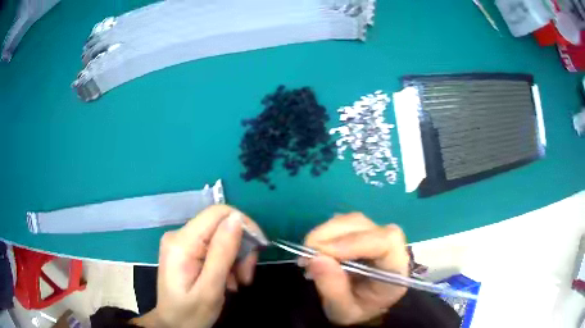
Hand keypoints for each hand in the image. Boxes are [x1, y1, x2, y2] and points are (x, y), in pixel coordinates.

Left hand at [132, 205, 262, 327]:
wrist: (173, 324)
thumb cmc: (190, 313)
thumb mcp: (210, 288)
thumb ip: (222, 252)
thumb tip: (236, 218)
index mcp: (182, 242)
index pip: (218, 213)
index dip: (243, 224)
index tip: (258, 249)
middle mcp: (179, 235)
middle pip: (221, 226)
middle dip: (240, 248)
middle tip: (246, 276)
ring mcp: (181, 242)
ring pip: (220, 237)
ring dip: (235, 258)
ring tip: (238, 282)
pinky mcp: (186, 251)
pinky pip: (213, 247)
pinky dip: (226, 262)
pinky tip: (228, 281)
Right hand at [303, 213, 409, 325]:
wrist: (363, 305)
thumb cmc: (358, 309)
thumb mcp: (344, 311)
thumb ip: (333, 289)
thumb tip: (315, 258)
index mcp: (396, 268)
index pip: (386, 242)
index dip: (355, 242)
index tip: (322, 253)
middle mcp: (391, 246)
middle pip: (365, 226)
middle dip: (331, 236)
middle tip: (306, 255)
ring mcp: (377, 234)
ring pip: (352, 220)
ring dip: (325, 233)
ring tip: (308, 254)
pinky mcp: (363, 231)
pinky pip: (344, 223)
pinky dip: (326, 232)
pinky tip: (317, 248)